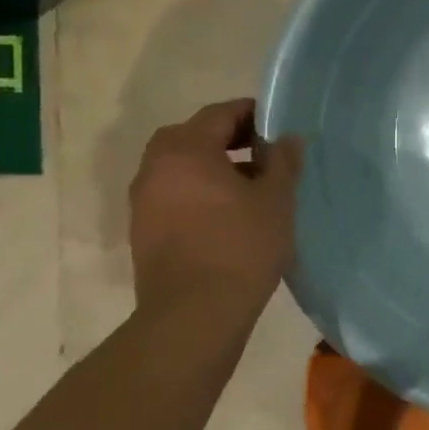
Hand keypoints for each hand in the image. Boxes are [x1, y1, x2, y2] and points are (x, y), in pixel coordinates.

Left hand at [129, 98, 303, 318]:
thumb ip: (282, 161)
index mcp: (186, 150)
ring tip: (250, 187)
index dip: (252, 114)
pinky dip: (198, 191)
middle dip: (228, 138)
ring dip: (212, 166)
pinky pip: (173, 193)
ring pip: (181, 167)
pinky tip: (228, 214)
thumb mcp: (276, 199)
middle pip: (193, 136)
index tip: (278, 126)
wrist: (194, 315)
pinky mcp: (143, 230)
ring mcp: (143, 201)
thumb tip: (285, 139)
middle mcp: (155, 167)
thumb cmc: (241, 246)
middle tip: (264, 153)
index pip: (219, 114)